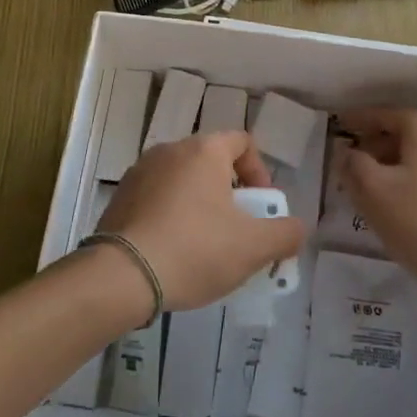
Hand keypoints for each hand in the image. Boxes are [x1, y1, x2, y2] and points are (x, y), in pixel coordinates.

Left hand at [97, 131, 304, 312]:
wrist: (121, 275)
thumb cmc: (194, 249)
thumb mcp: (253, 247)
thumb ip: (285, 234)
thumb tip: (296, 227)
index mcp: (204, 150)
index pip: (242, 142)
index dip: (259, 172)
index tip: (260, 208)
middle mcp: (170, 150)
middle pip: (212, 163)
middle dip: (230, 194)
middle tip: (236, 231)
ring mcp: (140, 171)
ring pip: (183, 181)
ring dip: (199, 205)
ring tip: (204, 247)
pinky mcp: (120, 196)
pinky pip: (157, 199)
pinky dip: (171, 216)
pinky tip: (172, 252)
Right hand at [336, 107, 416, 296]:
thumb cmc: (416, 222)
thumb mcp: (371, 190)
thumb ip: (352, 163)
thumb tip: (347, 152)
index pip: (387, 114)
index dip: (360, 119)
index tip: (339, 126)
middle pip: (406, 133)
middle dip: (376, 144)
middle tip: (351, 160)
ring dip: (393, 163)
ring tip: (370, 184)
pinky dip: (412, 178)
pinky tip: (397, 201)